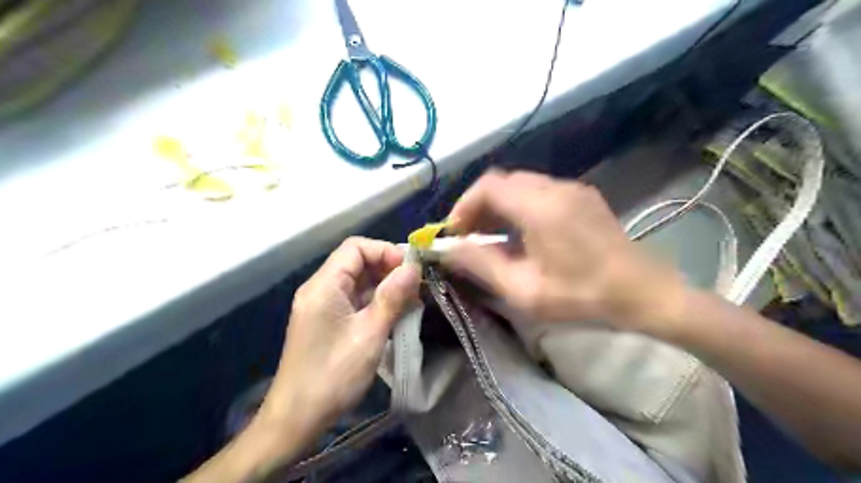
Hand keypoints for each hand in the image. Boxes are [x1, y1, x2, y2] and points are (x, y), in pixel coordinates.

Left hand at [255, 236, 421, 443]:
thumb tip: (413, 267)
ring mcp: (323, 306)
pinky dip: (376, 303)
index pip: (356, 247)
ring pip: (358, 283)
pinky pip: (355, 301)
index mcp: (324, 285)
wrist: (296, 420)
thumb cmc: (333, 375)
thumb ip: (392, 297)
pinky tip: (397, 314)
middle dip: (389, 269)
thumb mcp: (369, 334)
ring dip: (385, 287)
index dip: (385, 251)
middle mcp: (320, 289)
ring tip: (413, 301)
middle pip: (357, 262)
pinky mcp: (328, 322)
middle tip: (417, 286)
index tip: (411, 270)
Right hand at [444, 169, 687, 336]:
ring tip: (492, 237)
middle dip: (479, 206)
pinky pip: (540, 191)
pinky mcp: (583, 196)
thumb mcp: (524, 290)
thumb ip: (481, 265)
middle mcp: (555, 187)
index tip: (455, 233)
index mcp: (540, 207)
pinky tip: (522, 234)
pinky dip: (520, 206)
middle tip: (470, 236)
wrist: (645, 293)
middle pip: (503, 182)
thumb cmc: (583, 296)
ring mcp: (572, 189)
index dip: (463, 206)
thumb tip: (449, 249)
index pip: (487, 186)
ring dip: (500, 206)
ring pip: (521, 185)